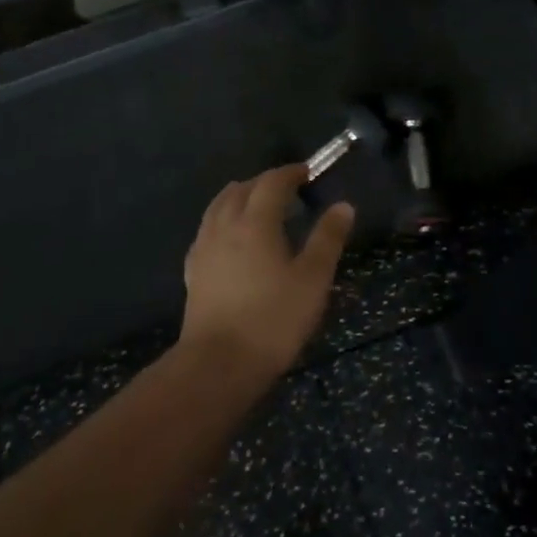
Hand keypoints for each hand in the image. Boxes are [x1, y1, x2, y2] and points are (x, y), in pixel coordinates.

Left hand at [181, 165, 354, 380]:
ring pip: (219, 206)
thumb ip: (327, 239)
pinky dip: (223, 220)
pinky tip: (231, 238)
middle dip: (265, 182)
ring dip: (240, 197)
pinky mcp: (193, 270)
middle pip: (242, 189)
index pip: (272, 182)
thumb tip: (343, 206)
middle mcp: (225, 225)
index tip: (307, 172)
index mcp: (256, 222)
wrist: (218, 363)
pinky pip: (207, 229)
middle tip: (287, 190)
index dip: (290, 173)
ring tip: (258, 206)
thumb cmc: (273, 319)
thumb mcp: (313, 279)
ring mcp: (204, 248)